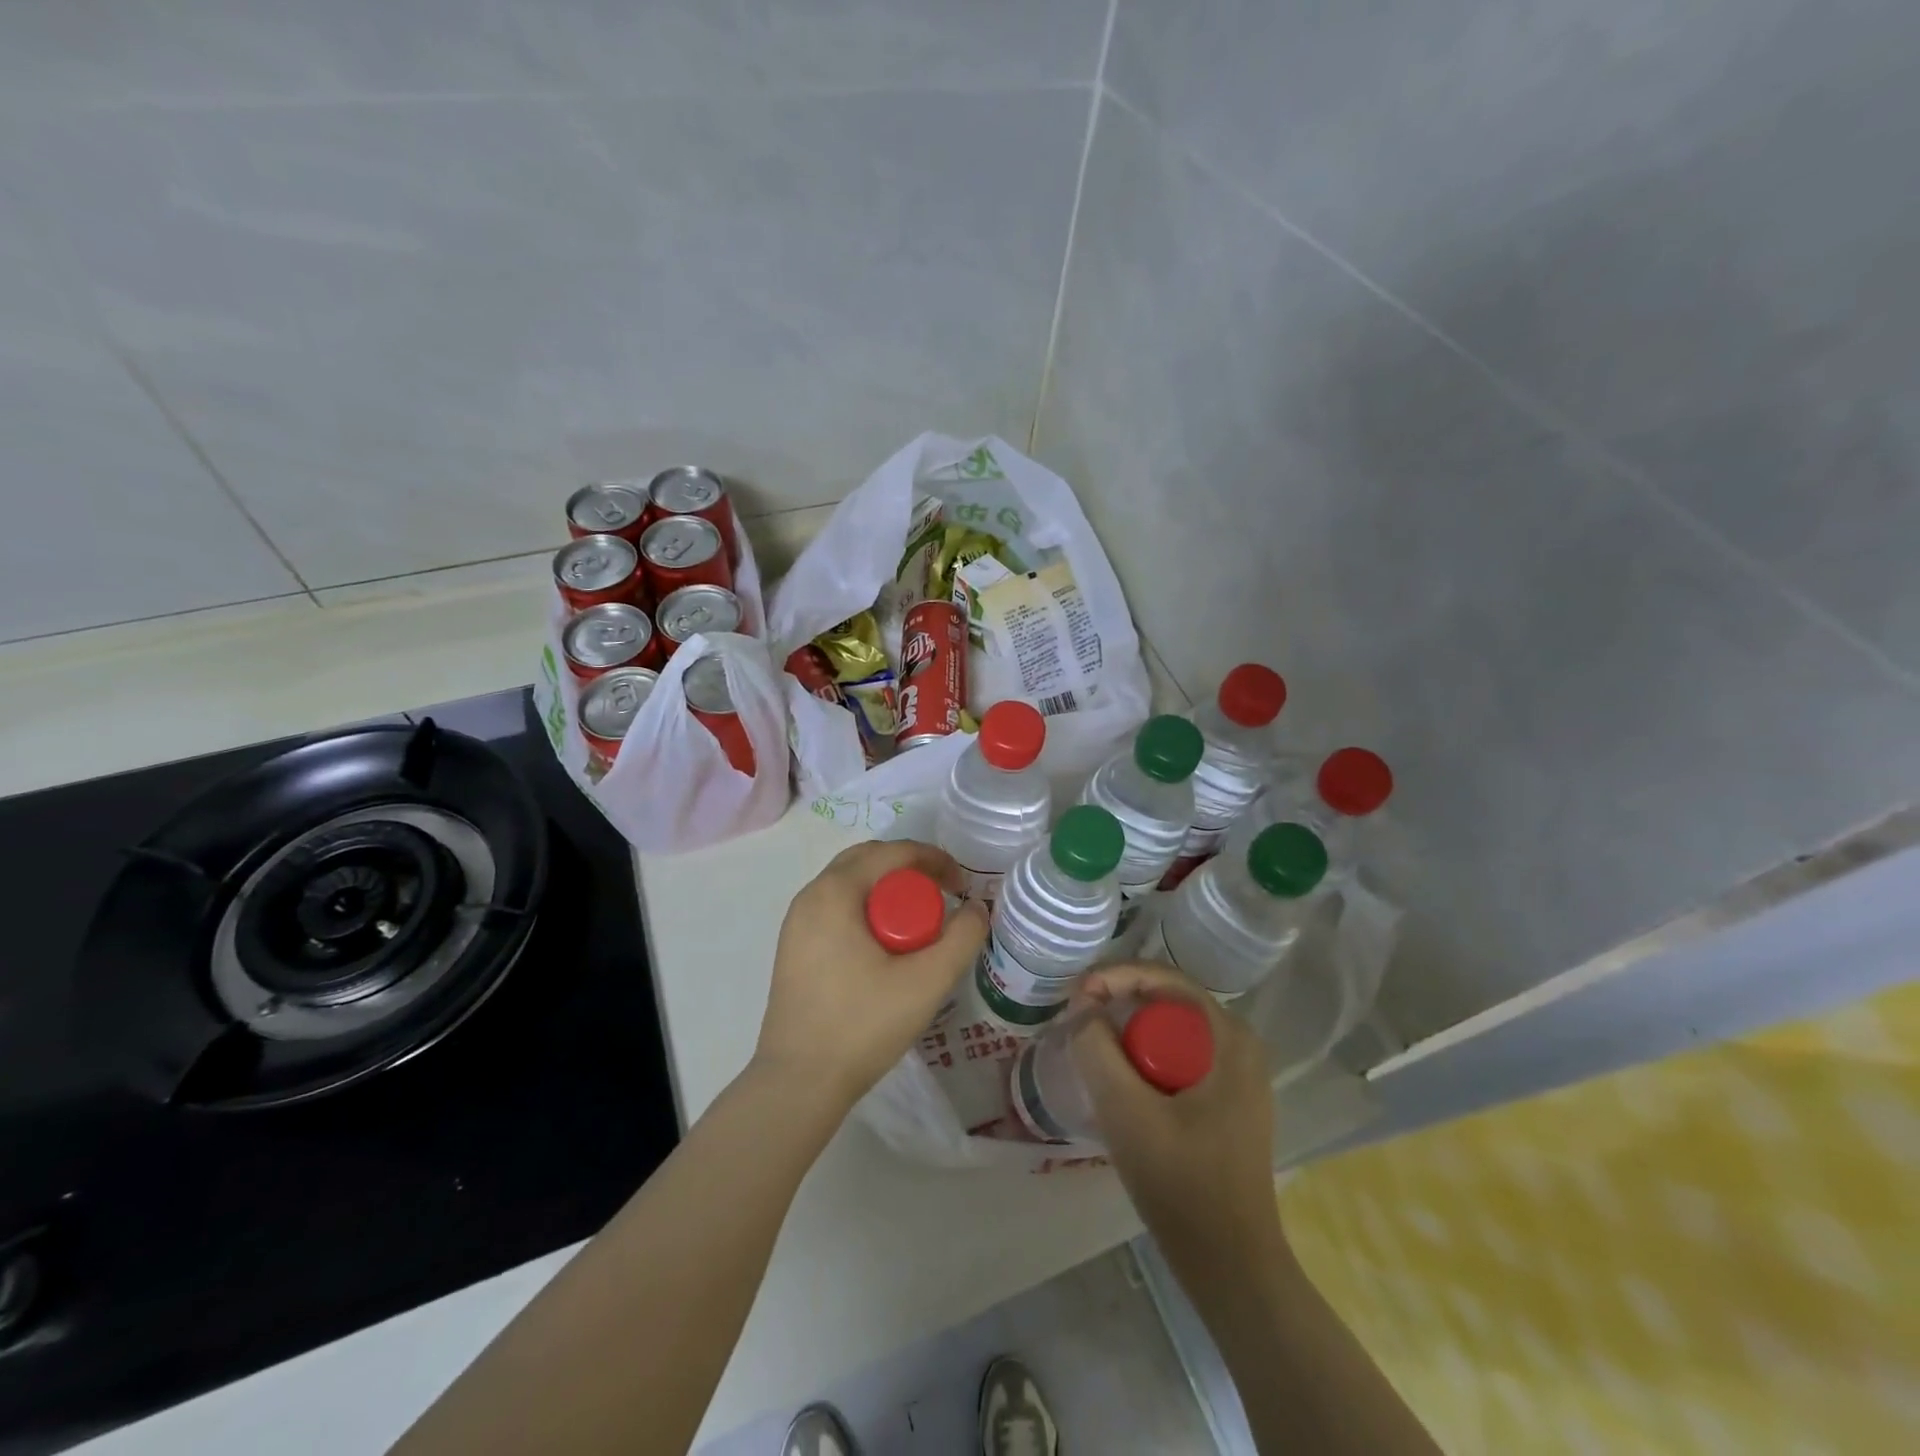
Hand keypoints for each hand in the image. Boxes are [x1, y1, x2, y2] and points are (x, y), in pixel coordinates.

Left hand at [755, 839, 989, 1115]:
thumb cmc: (861, 1025)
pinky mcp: (795, 947)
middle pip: (868, 860)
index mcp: (835, 892)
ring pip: (851, 884)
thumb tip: (976, 908)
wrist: (798, 1083)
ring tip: (919, 923)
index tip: (961, 885)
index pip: (892, 852)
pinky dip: (867, 909)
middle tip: (942, 897)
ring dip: (889, 890)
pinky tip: (886, 946)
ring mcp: (797, 922)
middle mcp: (810, 896)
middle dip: (910, 870)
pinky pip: (837, 907)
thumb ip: (961, 938)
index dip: (933, 859)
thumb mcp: (926, 982)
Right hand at [1068, 963, 1285, 1271]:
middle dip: (1119, 1004)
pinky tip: (1120, 1082)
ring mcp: (1238, 1075)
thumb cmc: (1181, 1183)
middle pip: (1167, 1002)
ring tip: (1090, 1048)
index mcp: (1230, 1037)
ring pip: (1170, 1032)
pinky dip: (1145, 1059)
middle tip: (1078, 1021)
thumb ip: (1096, 1048)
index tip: (1077, 994)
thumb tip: (1084, 1006)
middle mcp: (1240, 1044)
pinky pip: (1178, 1058)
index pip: (1165, 979)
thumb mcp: (1125, 1110)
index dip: (1116, 976)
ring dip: (1129, 1034)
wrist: (1230, 1266)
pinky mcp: (1227, 1101)